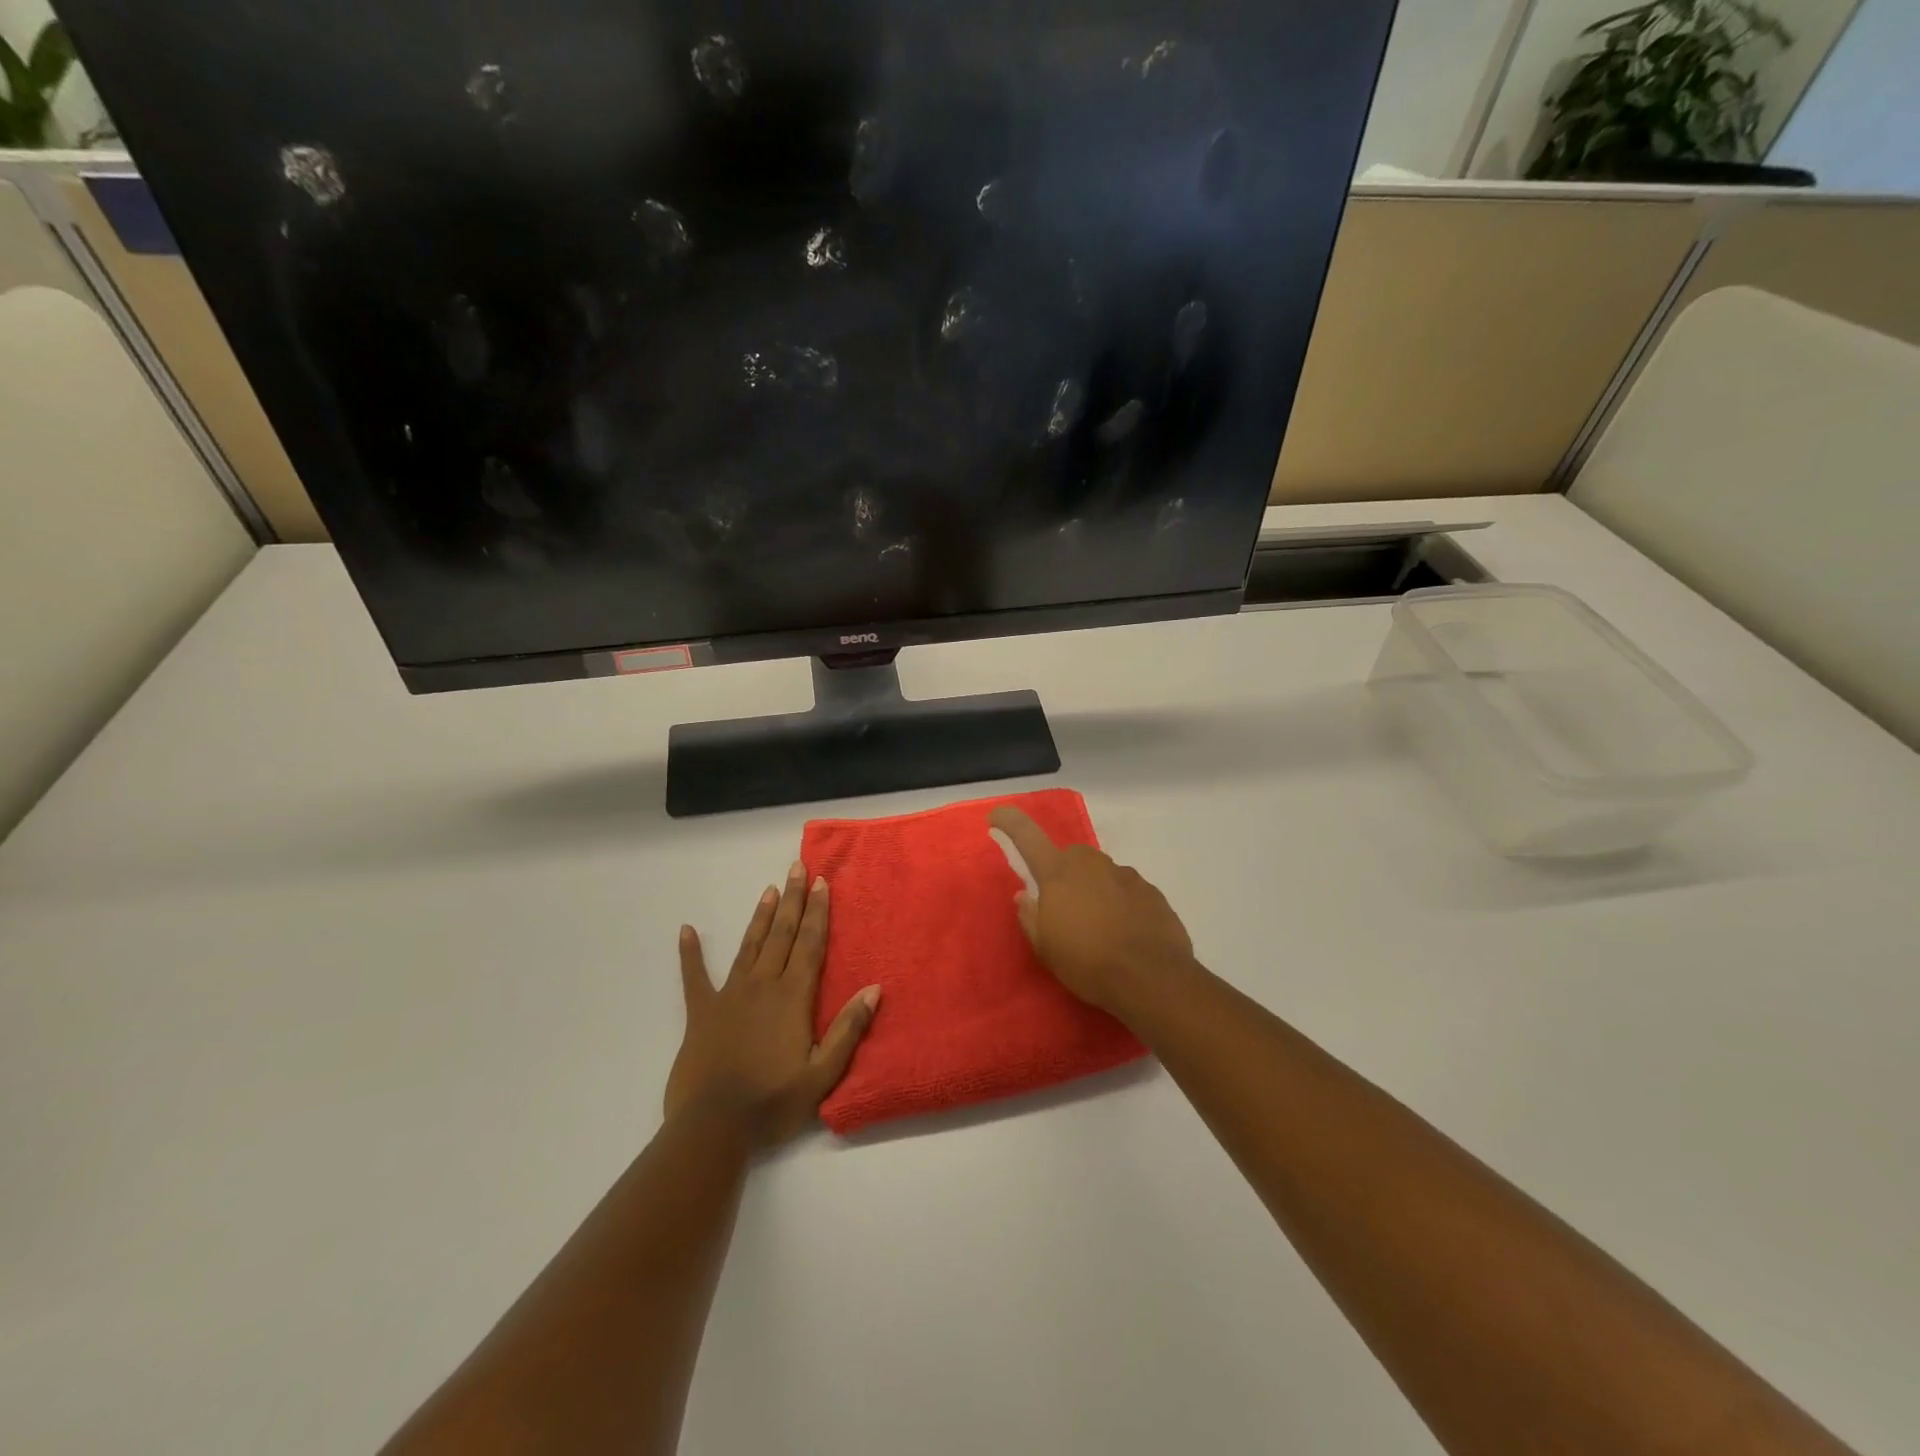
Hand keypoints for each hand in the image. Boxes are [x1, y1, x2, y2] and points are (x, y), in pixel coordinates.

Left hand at [665, 860, 880, 1146]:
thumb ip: (848, 1029)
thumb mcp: (822, 1073)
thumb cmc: (773, 1102)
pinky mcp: (701, 1012)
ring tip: (770, 890)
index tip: (822, 882)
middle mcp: (763, 985)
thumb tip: (874, 989)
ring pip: (749, 946)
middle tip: (798, 868)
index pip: (810, 944)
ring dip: (761, 917)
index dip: (818, 912)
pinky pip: (694, 977)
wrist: (714, 1127)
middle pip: (782, 935)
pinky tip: (686, 930)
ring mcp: (729, 995)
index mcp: (792, 997)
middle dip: (793, 900)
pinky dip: (690, 954)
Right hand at [989, 807, 1195, 1019]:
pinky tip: (1125, 933)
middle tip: (1064, 910)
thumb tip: (1025, 895)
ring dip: (1094, 891)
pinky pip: (1126, 890)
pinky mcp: (1151, 891)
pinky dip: (1121, 904)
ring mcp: (1124, 874)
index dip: (1009, 822)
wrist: (1152, 978)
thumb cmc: (1087, 963)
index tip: (996, 815)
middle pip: (1070, 858)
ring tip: (1099, 928)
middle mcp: (1091, 864)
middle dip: (1064, 876)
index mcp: (1058, 873)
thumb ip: (1030, 916)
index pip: (1027, 836)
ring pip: (1101, 874)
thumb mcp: (1045, 947)